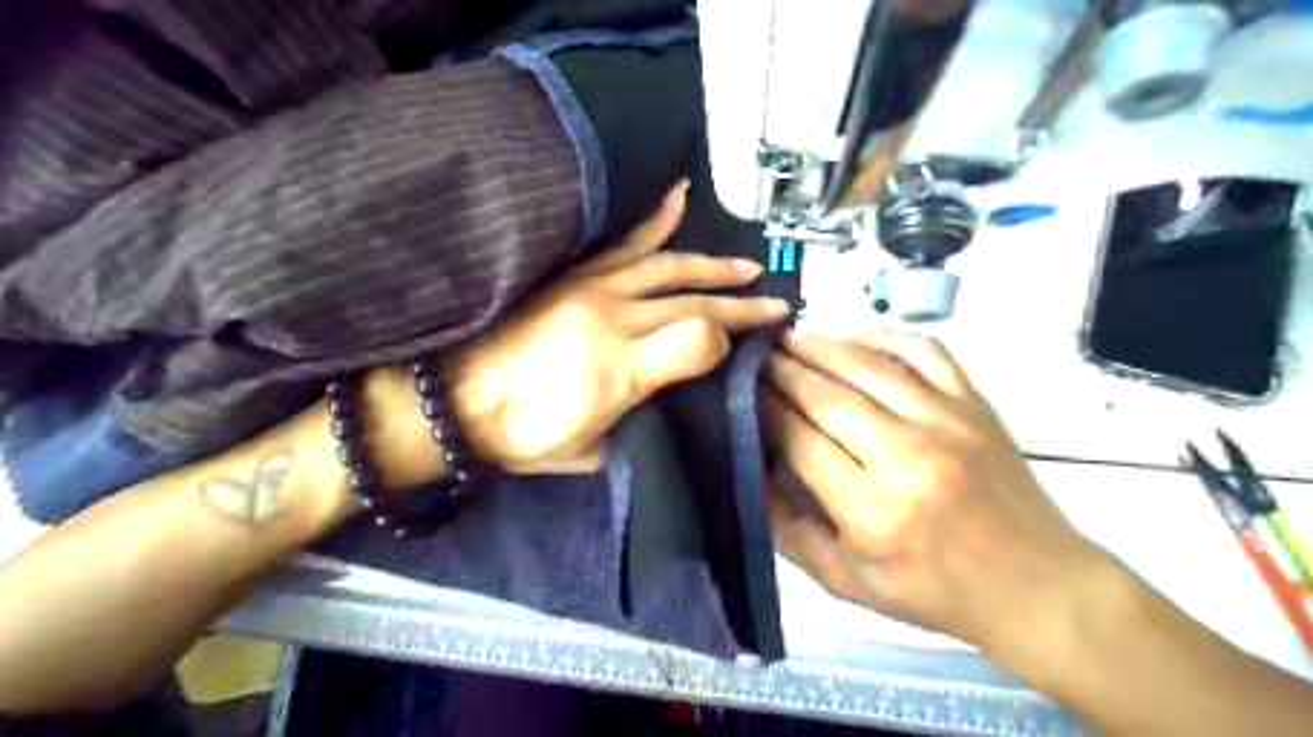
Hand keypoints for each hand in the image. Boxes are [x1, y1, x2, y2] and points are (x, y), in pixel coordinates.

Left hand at [440, 180, 787, 473]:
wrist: (453, 402)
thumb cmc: (523, 436)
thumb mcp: (589, 453)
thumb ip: (641, 417)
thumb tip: (676, 379)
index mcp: (620, 371)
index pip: (699, 341)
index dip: (730, 341)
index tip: (744, 349)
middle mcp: (613, 321)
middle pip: (692, 302)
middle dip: (740, 303)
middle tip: (777, 304)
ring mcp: (592, 290)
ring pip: (669, 268)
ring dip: (713, 266)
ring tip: (747, 266)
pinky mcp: (574, 276)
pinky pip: (623, 244)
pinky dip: (654, 221)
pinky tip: (677, 197)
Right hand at [761, 332, 1106, 659]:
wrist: (1033, 584)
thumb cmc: (931, 590)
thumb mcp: (843, 580)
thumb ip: (786, 527)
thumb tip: (748, 468)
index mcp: (870, 508)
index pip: (797, 437)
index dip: (762, 407)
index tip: (741, 390)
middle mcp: (906, 455)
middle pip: (825, 394)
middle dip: (782, 370)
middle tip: (756, 357)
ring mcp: (946, 421)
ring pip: (867, 365)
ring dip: (821, 346)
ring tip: (790, 339)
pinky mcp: (974, 403)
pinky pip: (924, 351)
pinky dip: (883, 338)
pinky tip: (856, 342)